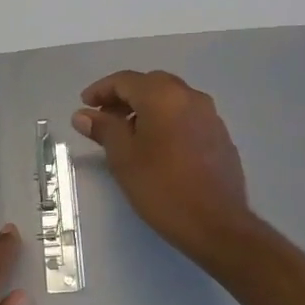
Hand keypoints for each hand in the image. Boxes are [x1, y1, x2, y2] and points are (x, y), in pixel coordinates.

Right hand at [73, 70, 255, 264]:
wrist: (215, 224)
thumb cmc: (161, 187)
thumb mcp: (123, 157)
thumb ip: (103, 129)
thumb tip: (83, 114)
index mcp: (163, 96)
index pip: (125, 80)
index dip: (101, 90)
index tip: (85, 105)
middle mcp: (190, 97)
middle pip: (150, 85)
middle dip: (124, 97)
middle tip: (104, 118)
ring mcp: (210, 116)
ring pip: (171, 99)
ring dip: (146, 108)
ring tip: (128, 134)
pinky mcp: (220, 136)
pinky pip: (187, 116)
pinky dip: (166, 121)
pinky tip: (157, 147)